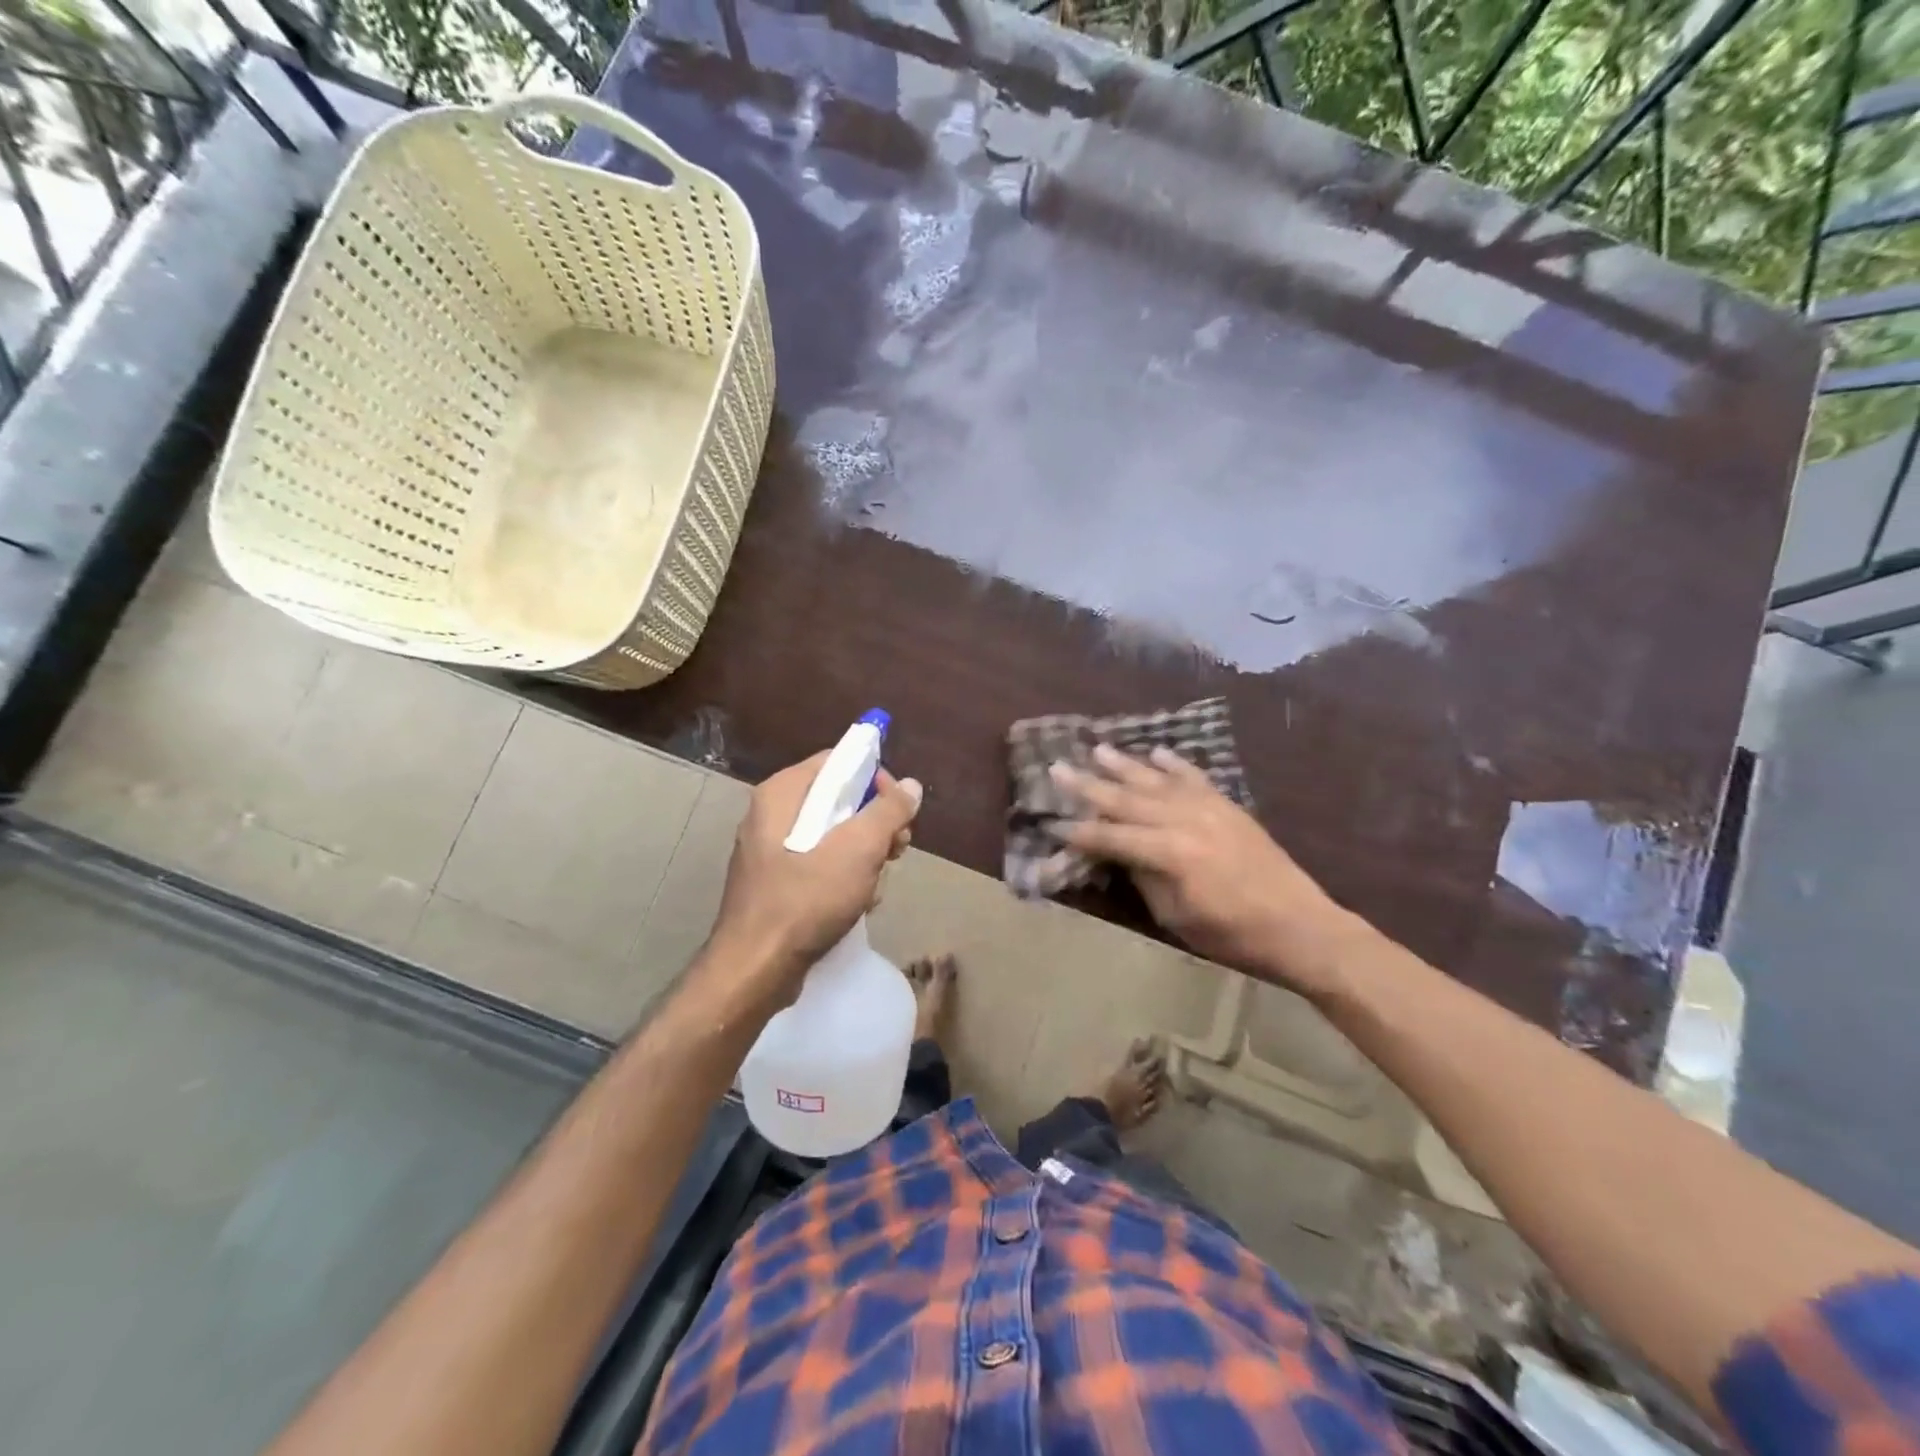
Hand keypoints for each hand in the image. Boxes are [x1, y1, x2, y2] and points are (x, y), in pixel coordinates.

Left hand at [705, 752, 921, 1009]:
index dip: (874, 778)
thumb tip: (911, 785)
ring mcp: (771, 851)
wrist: (756, 969)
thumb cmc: (807, 899)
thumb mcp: (858, 849)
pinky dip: (844, 878)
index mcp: (782, 793)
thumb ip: (888, 811)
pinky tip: (858, 903)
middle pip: (838, 800)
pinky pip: (820, 865)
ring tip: (876, 883)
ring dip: (865, 856)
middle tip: (897, 849)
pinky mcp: (776, 884)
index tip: (899, 808)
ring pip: (833, 836)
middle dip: (875, 824)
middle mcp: (772, 814)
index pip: (837, 761)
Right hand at [1050, 744, 1351, 996]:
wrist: (1300, 925)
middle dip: (1088, 786)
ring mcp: (1209, 807)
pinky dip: (1174, 763)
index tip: (1051, 824)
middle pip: (1126, 799)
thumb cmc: (1233, 934)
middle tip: (1056, 768)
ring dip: (1124, 765)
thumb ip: (1145, 878)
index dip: (1080, 833)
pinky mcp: (1228, 806)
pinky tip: (1157, 752)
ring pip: (1156, 781)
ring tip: (1097, 750)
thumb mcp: (1176, 917)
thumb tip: (1121, 854)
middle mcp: (1184, 820)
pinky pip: (1195, 777)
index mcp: (1169, 853)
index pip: (1111, 837)